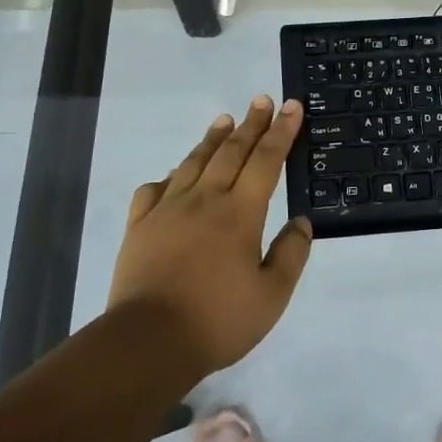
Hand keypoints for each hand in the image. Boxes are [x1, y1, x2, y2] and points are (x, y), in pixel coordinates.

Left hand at [107, 96, 312, 383]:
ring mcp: (168, 210)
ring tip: (224, 119)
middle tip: (262, 100)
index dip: (281, 132)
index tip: (291, 107)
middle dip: (251, 123)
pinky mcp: (140, 226)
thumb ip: (290, 255)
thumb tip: (301, 221)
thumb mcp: (271, 296)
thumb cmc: (217, 321)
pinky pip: (155, 189)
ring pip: (194, 162)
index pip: (266, 160)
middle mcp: (205, 200)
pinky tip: (175, 174)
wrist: (147, 342)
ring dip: (213, 138)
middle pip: (231, 152)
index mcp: (240, 213)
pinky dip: (170, 175)